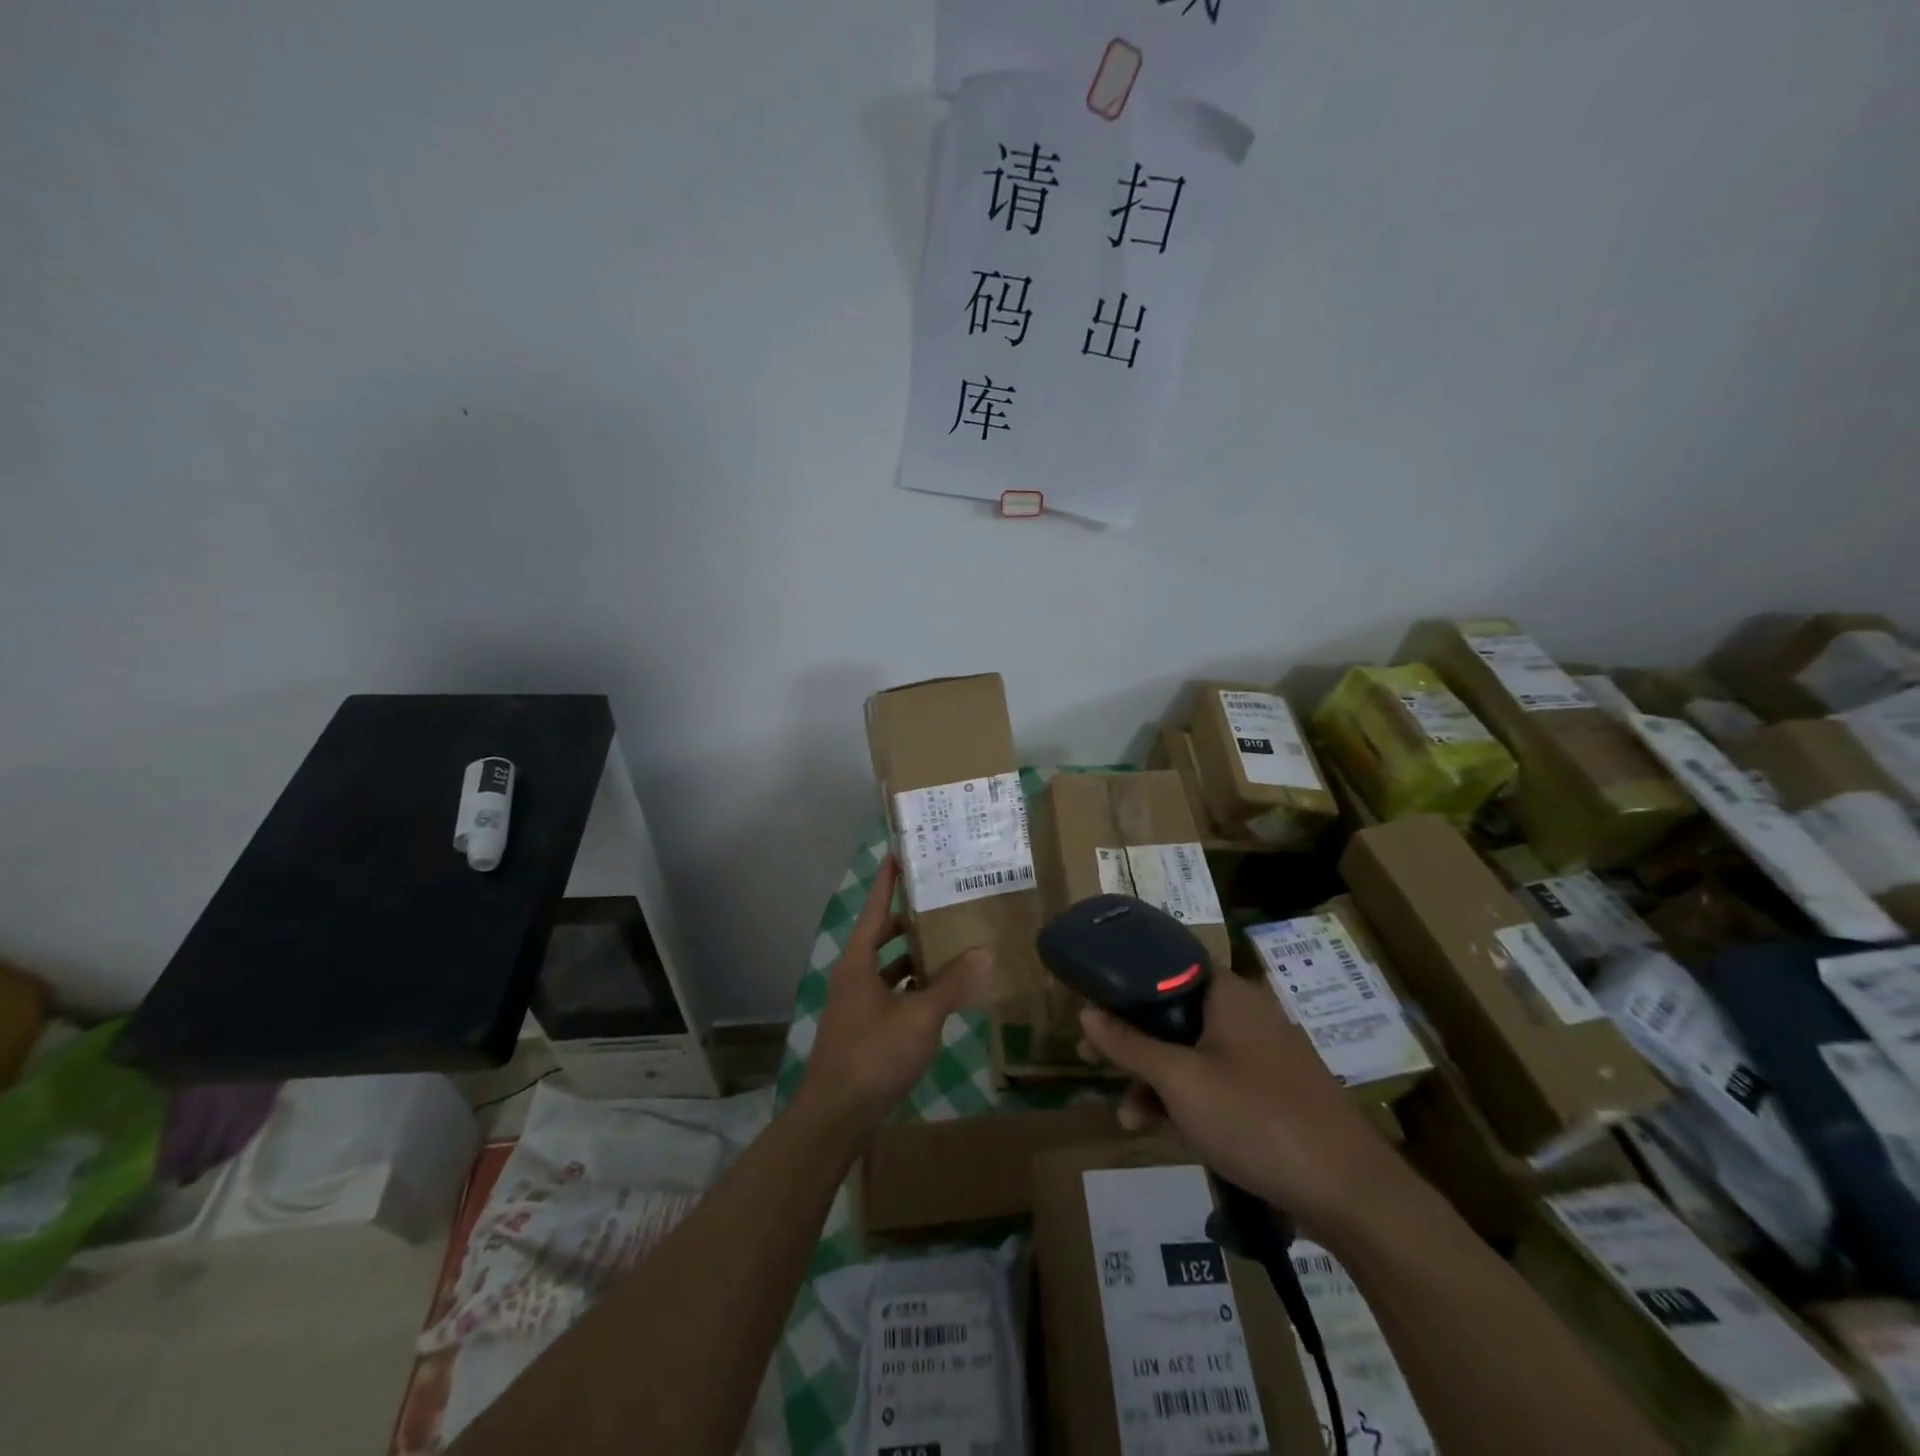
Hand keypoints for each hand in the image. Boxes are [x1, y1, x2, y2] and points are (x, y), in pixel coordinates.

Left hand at [796, 856, 992, 1138]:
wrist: (836, 1114)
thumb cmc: (874, 1054)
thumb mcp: (920, 1016)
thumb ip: (952, 983)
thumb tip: (984, 952)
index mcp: (858, 960)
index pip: (874, 907)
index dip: (888, 880)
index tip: (900, 852)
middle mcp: (853, 974)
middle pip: (882, 934)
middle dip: (910, 919)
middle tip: (944, 903)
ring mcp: (856, 1002)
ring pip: (887, 966)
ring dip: (914, 956)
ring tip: (950, 943)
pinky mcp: (863, 1027)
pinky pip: (891, 992)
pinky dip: (912, 986)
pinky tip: (939, 992)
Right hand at [1079, 972, 1400, 1231]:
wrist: (1350, 1193)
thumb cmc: (1254, 1117)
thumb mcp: (1179, 1081)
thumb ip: (1129, 1044)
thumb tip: (1085, 1011)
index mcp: (1228, 994)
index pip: (1167, 967)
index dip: (1125, 985)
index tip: (1092, 1006)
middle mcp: (1246, 1014)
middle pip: (1174, 1014)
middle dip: (1132, 1042)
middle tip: (1093, 1060)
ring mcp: (1264, 1055)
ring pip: (1193, 1053)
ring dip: (1156, 1080)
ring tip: (1129, 1119)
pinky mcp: (1274, 1093)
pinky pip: (1217, 1081)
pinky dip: (1188, 1099)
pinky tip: (1167, 1130)